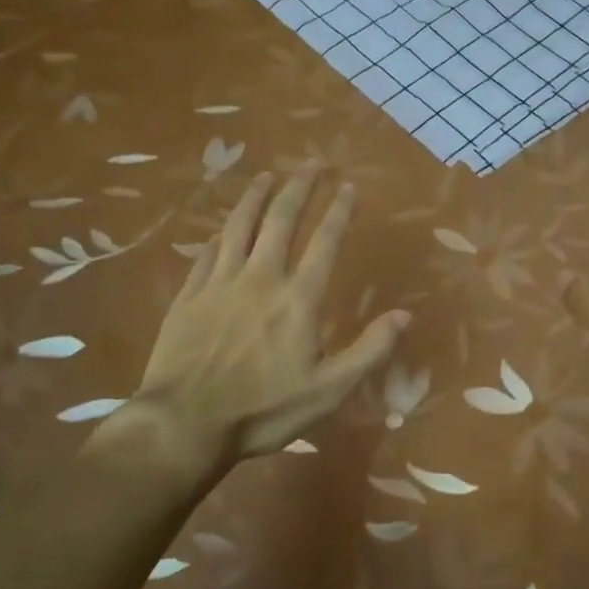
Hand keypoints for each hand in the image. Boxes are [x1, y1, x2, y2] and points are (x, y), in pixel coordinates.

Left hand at [91, 165, 408, 477]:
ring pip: (240, 226)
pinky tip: (223, 227)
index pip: (324, 241)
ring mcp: (220, 283)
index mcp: (297, 298)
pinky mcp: (189, 295)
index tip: (347, 186)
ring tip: (267, 175)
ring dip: (256, 196)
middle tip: (311, 163)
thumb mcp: (328, 390)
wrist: (184, 425)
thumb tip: (405, 314)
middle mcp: (261, 278)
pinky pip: (207, 253)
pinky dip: (220, 234)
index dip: (338, 210)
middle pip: (281, 220)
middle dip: (299, 187)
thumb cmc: (263, 410)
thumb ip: (369, 350)